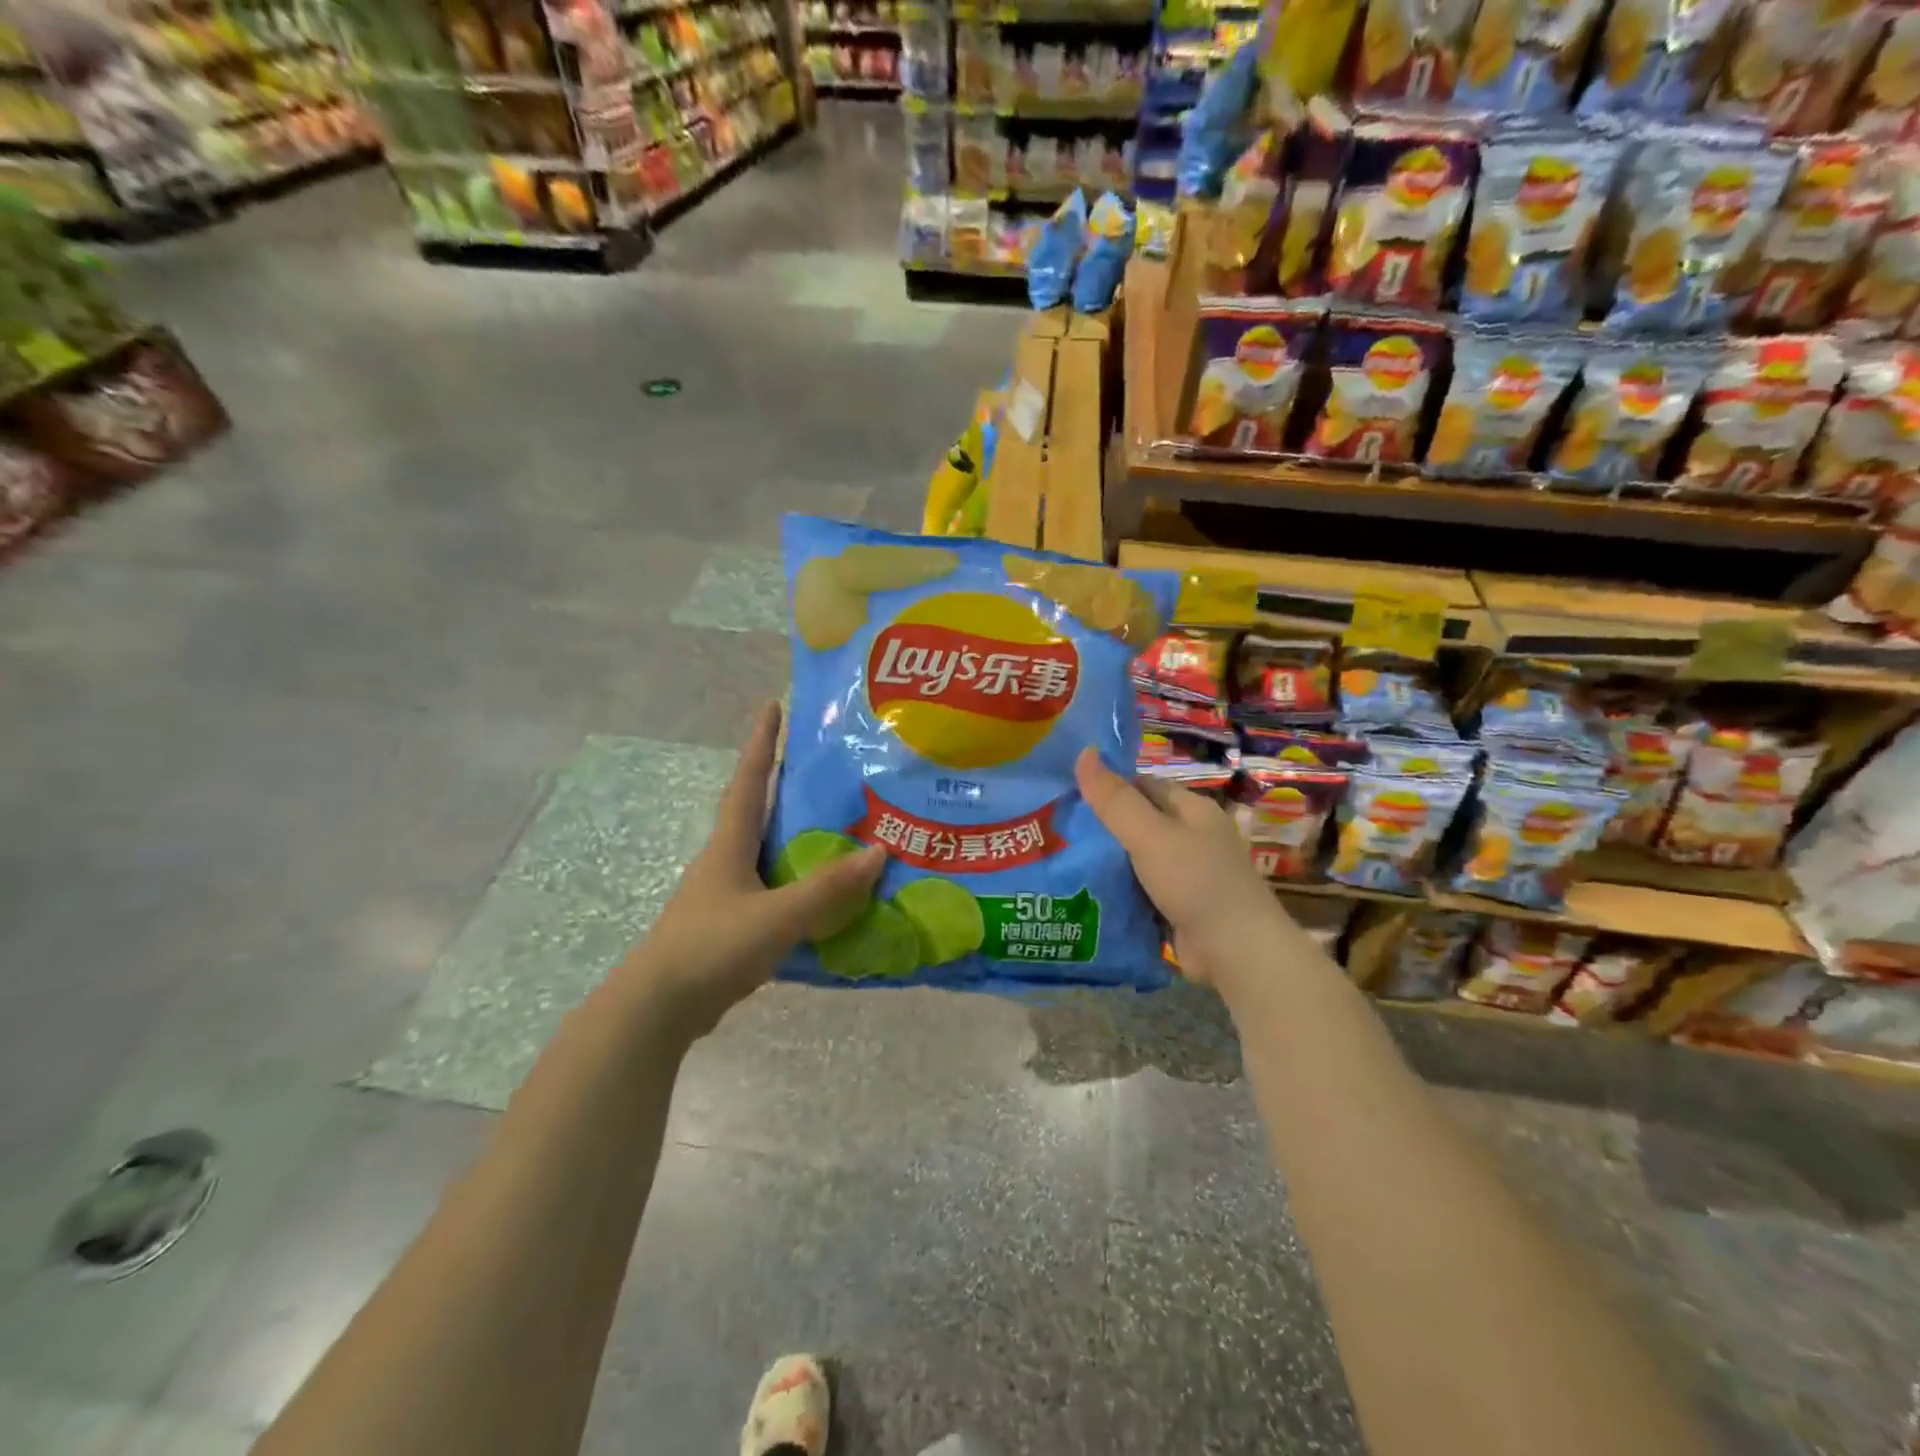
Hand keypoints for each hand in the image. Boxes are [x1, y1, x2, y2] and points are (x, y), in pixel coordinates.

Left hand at [627, 703, 884, 1038]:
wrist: (659, 1007)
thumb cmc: (712, 947)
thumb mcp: (777, 916)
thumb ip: (828, 888)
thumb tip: (880, 852)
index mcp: (730, 844)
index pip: (750, 780)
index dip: (762, 741)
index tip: (773, 705)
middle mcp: (725, 859)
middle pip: (755, 809)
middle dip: (783, 783)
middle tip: (824, 767)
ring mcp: (725, 893)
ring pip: (765, 850)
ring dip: (794, 834)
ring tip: (836, 826)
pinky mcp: (730, 923)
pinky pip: (771, 888)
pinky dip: (796, 880)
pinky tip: (823, 893)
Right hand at [1074, 748, 1296, 991]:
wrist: (1235, 952)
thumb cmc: (1196, 882)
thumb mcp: (1150, 835)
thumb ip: (1115, 800)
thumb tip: (1084, 752)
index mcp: (1191, 810)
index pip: (1142, 785)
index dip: (1107, 786)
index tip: (1066, 794)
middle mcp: (1190, 837)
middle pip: (1136, 822)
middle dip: (1099, 827)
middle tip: (1053, 829)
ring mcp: (1184, 874)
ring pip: (1134, 859)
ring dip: (1104, 862)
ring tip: (1055, 858)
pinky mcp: (1175, 906)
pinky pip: (1138, 890)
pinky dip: (1115, 891)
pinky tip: (1081, 892)